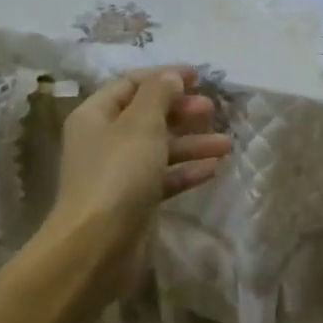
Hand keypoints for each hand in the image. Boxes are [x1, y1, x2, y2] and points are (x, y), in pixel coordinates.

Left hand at [48, 66, 231, 275]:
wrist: (97, 245)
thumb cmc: (118, 175)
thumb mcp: (141, 125)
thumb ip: (159, 95)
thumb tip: (171, 76)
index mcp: (96, 115)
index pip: (131, 84)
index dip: (164, 77)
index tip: (199, 77)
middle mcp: (104, 141)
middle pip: (147, 116)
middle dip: (181, 111)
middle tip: (212, 110)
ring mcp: (118, 173)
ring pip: (159, 149)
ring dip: (192, 143)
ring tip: (226, 144)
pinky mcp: (133, 201)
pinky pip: (163, 178)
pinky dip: (185, 171)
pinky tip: (213, 170)